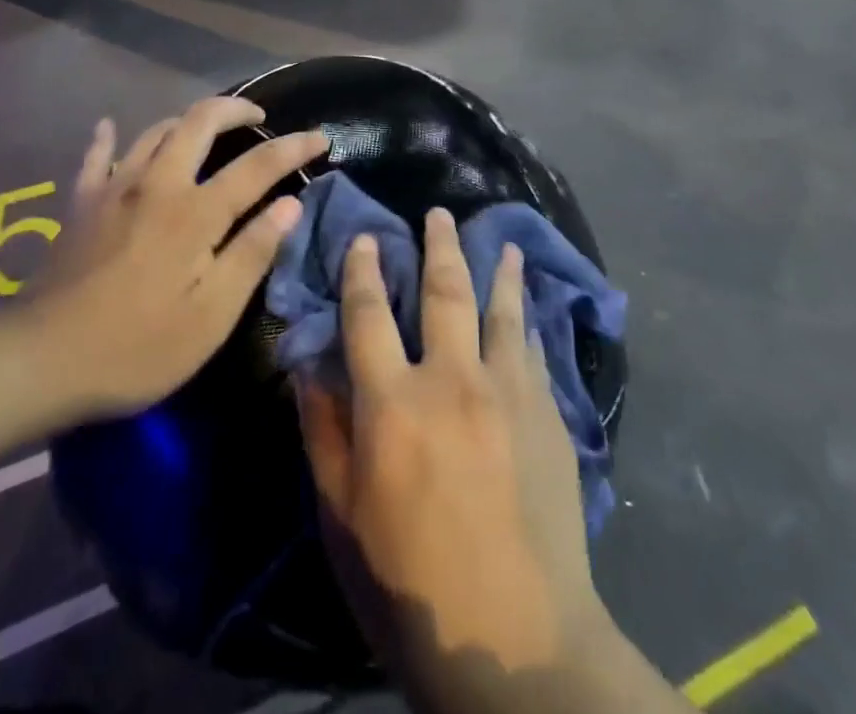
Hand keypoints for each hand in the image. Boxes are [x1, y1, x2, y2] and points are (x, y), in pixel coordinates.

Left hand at [25, 98, 326, 420]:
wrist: (40, 360)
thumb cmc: (138, 347)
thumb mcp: (211, 315)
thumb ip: (253, 253)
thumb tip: (289, 205)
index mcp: (196, 212)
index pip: (257, 165)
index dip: (294, 146)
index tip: (320, 138)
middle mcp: (158, 184)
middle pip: (200, 121)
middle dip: (236, 109)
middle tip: (258, 117)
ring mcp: (114, 189)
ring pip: (155, 130)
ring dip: (187, 121)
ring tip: (205, 130)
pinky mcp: (81, 204)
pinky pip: (96, 157)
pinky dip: (108, 137)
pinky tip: (109, 127)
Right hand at [297, 210, 608, 680]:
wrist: (517, 644)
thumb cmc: (411, 585)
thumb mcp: (344, 517)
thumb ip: (323, 433)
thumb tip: (308, 366)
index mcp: (394, 404)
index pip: (370, 316)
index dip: (364, 271)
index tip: (367, 238)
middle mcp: (452, 379)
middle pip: (444, 292)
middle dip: (438, 245)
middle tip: (438, 211)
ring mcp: (508, 391)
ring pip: (500, 309)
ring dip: (496, 268)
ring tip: (500, 240)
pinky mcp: (547, 413)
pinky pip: (534, 348)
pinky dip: (527, 317)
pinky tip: (529, 303)